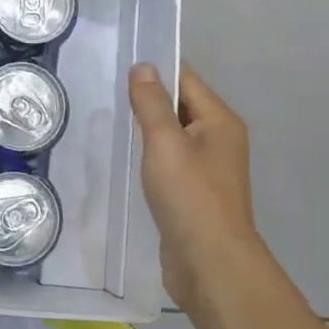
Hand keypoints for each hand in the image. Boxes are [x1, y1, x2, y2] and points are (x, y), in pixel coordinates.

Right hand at [128, 62, 267, 307]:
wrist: (210, 264)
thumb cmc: (190, 196)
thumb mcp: (165, 142)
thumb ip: (152, 103)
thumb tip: (143, 66)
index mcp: (220, 121)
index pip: (186, 79)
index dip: (156, 70)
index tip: (121, 64)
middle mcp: (219, 140)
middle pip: (182, 105)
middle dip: (150, 99)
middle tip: (109, 91)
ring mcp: (209, 169)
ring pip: (175, 135)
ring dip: (149, 129)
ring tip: (114, 121)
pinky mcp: (195, 193)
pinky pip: (172, 161)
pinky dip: (152, 155)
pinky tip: (130, 159)